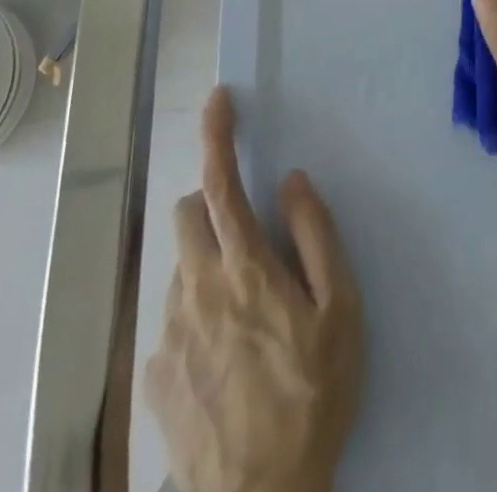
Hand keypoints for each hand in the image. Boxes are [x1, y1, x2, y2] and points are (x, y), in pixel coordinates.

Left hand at [145, 88, 362, 491]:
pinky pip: (171, 317)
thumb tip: (292, 180)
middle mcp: (198, 287)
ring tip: (243, 314)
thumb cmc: (313, 397)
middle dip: (210, 205)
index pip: (221, 182)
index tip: (218, 99)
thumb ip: (316, 235)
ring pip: (180, 265)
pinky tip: (222, 358)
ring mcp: (170, 331)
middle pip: (186, 213)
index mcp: (246, 267)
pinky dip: (195, 313)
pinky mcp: (155, 372)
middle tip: (246, 239)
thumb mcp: (341, 312)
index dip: (218, 134)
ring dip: (206, 263)